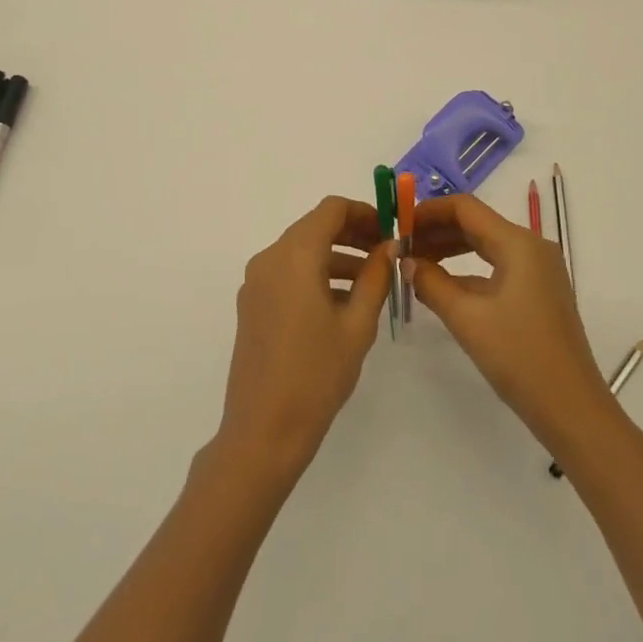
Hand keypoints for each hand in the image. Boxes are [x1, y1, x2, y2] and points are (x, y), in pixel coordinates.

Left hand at [213, 197, 392, 483]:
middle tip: (386, 253)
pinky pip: (288, 273)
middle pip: (315, 226)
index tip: (389, 231)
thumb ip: (375, 277)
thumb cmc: (316, 376)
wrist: (263, 432)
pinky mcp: (252, 304)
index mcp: (294, 255)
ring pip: (302, 250)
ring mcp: (256, 282)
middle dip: (352, 233)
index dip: (364, 212)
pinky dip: (315, 274)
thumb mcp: (357, 325)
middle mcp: (269, 258)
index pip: (331, 209)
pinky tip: (342, 303)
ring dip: (336, 256)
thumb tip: (389, 246)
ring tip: (371, 281)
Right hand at [409, 194, 614, 454]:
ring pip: (486, 245)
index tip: (399, 224)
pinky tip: (442, 285)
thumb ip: (431, 283)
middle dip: (437, 230)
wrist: (573, 410)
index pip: (465, 208)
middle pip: (476, 223)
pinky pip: (497, 266)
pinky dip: (468, 270)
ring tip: (415, 263)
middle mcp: (531, 247)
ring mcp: (538, 270)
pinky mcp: (538, 292)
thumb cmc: (519, 357)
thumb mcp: (467, 319)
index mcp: (518, 243)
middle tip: (402, 246)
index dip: (429, 211)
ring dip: (450, 249)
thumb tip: (407, 262)